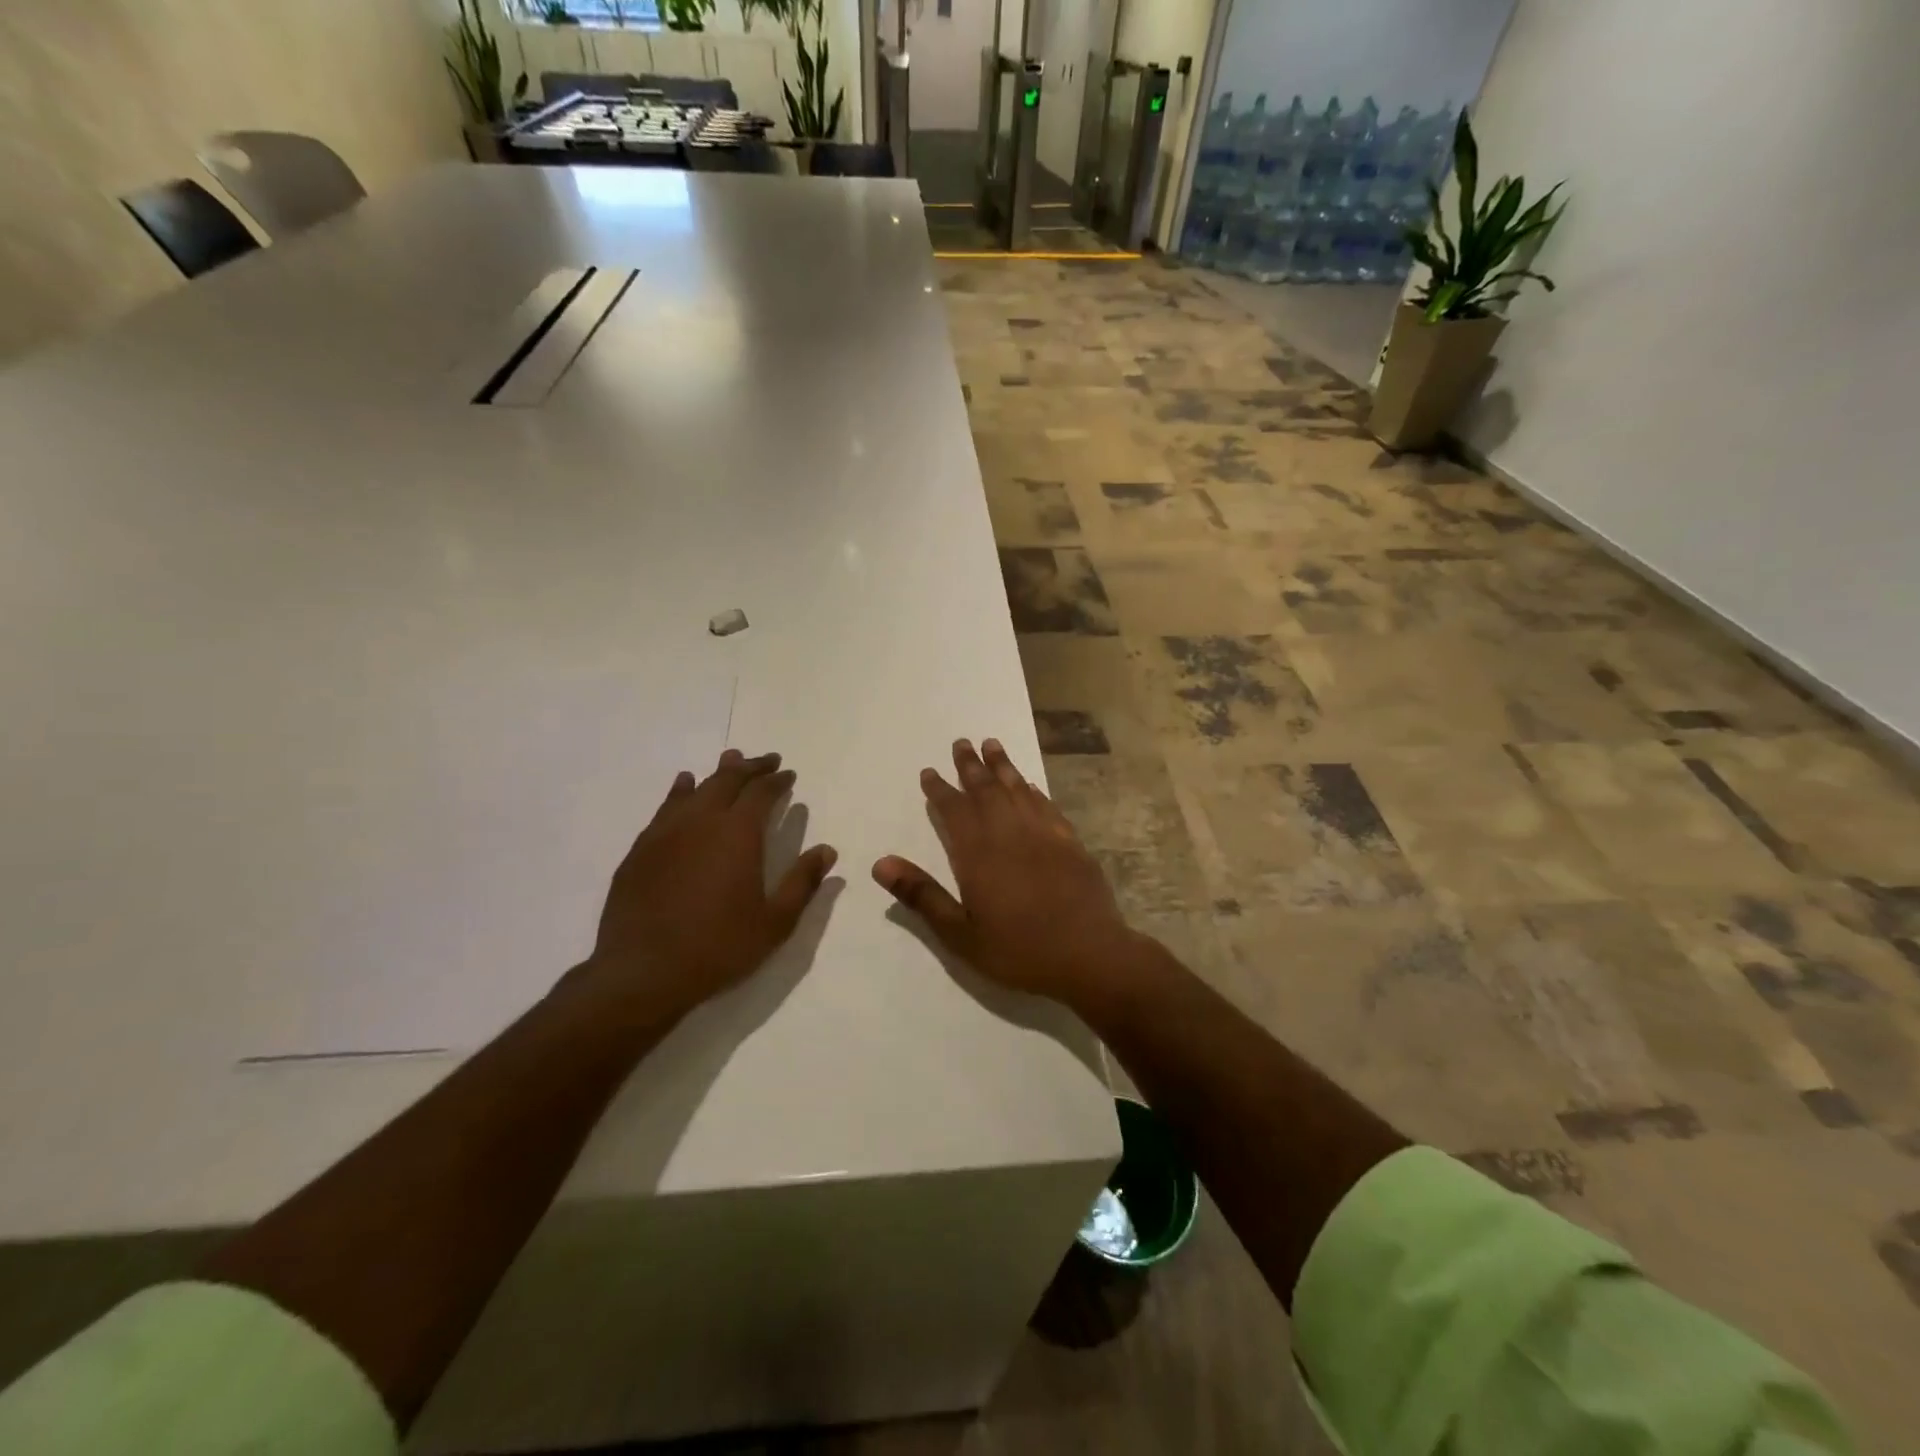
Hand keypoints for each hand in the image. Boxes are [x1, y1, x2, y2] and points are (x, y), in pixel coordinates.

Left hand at [568, 749, 837, 1025]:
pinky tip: (683, 786)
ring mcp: (666, 832)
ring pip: (695, 788)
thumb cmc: (718, 947)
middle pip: (728, 779)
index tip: (788, 774)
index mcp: (738, 834)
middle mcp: (701, 821)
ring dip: (717, 773)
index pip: (761, 792)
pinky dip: (680, 791)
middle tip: (767, 761)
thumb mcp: (775, 922)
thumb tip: (827, 850)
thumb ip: (802, 882)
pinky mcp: (641, 849)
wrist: (642, 972)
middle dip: (751, 767)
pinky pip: (666, 807)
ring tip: (730, 760)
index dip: (777, 780)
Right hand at [873, 738, 1135, 1004]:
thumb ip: (922, 895)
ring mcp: (1044, 834)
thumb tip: (881, 863)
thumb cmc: (1019, 950)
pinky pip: (1046, 806)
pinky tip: (1030, 786)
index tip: (929, 772)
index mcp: (979, 853)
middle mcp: (1010, 833)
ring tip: (992, 745)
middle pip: (986, 790)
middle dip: (971, 766)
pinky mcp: (1071, 843)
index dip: (939, 790)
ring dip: (1003, 766)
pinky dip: (1034, 791)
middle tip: (961, 742)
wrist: (1089, 955)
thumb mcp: (960, 934)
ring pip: (1018, 790)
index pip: (954, 810)